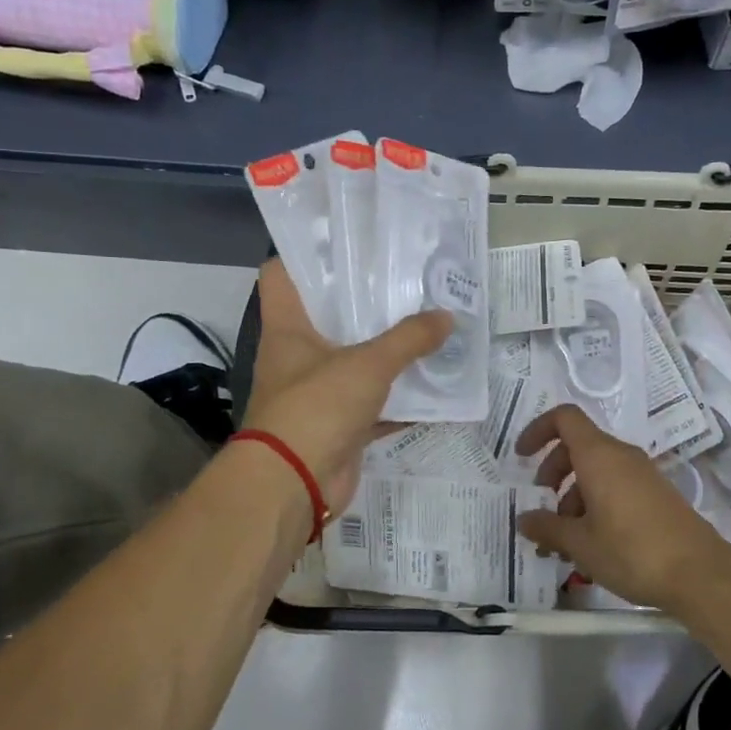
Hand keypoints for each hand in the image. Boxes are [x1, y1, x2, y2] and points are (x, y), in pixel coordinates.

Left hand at [243, 259, 451, 512]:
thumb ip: (409, 339)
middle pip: (328, 316)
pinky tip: (434, 386)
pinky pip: (374, 403)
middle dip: (365, 301)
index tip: (348, 243)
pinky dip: (400, 399)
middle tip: (406, 280)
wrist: (294, 486)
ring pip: (355, 360)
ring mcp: (317, 392)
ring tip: (428, 324)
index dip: (308, 254)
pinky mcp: (338, 425)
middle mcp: (298, 356)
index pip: (284, 275)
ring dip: (387, 350)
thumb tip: (447, 316)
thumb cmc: (317, 408)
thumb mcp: (368, 364)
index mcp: (289, 328)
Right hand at [514, 405, 730, 612]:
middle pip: (578, 445)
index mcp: (599, 456)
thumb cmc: (631, 551)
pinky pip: (616, 485)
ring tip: (563, 540)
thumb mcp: (580, 544)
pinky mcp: (656, 494)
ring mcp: (642, 474)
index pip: (564, 418)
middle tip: (543, 503)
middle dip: (553, 470)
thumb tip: (524, 520)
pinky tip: (591, 544)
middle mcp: (621, 456)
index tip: (521, 457)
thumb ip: (547, 528)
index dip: (538, 430)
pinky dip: (596, 503)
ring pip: (597, 469)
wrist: (700, 573)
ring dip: (574, 494)